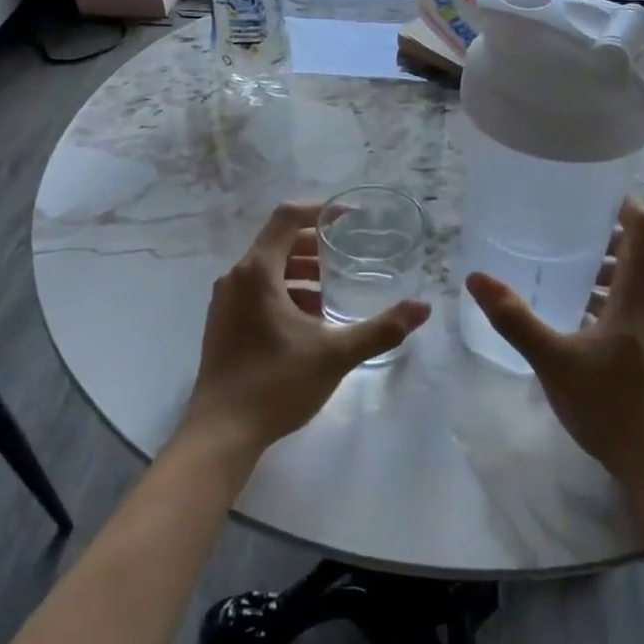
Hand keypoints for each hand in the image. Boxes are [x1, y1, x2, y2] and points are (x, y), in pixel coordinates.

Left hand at [184, 200, 431, 458]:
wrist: (221, 433)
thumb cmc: (275, 384)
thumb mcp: (335, 354)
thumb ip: (381, 329)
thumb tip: (422, 308)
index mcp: (257, 272)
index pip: (287, 217)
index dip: (320, 211)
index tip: (350, 219)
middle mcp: (236, 278)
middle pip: (278, 242)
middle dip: (316, 246)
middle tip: (349, 256)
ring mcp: (225, 302)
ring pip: (268, 270)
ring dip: (302, 273)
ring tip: (334, 292)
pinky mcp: (223, 324)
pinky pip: (257, 291)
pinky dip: (285, 292)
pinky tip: (310, 321)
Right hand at [465, 198, 643, 496]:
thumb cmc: (611, 405)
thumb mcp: (553, 360)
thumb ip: (515, 318)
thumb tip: (476, 277)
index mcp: (640, 293)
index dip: (623, 201)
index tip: (589, 192)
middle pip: (637, 251)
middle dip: (601, 235)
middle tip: (558, 228)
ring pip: (634, 281)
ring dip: (603, 269)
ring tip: (560, 268)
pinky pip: (632, 305)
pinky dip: (607, 297)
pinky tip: (574, 315)